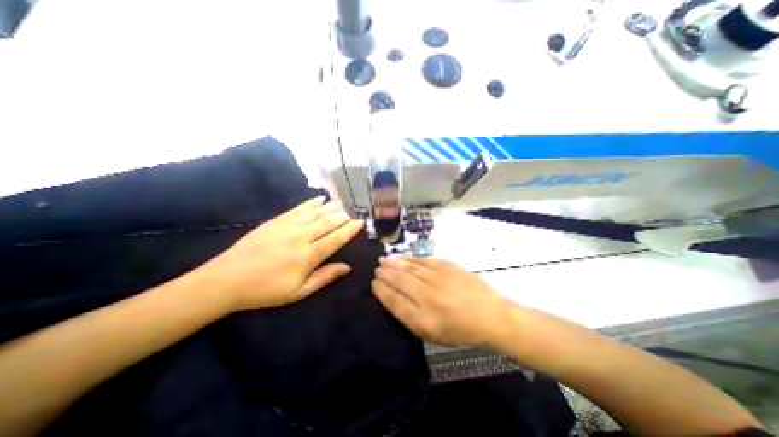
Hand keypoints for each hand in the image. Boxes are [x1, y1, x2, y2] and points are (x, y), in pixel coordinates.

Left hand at [194, 197, 364, 312]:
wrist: (226, 280)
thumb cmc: (265, 290)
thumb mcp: (298, 292)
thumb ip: (324, 277)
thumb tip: (346, 267)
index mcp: (308, 256)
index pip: (336, 238)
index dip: (350, 230)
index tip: (361, 222)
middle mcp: (301, 236)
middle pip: (328, 222)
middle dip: (344, 216)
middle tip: (354, 212)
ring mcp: (287, 225)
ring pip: (316, 212)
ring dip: (332, 207)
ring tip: (343, 204)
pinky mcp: (276, 220)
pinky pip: (299, 208)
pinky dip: (312, 202)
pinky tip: (321, 199)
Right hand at [375, 256, 515, 343]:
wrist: (490, 315)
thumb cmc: (459, 329)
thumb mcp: (431, 333)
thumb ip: (409, 316)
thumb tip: (391, 296)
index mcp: (423, 318)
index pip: (394, 301)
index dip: (381, 290)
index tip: (373, 283)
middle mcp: (428, 296)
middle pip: (399, 281)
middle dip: (385, 273)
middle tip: (377, 268)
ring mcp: (438, 278)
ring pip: (410, 268)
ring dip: (394, 263)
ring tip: (384, 260)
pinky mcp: (447, 266)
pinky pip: (423, 260)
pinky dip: (411, 259)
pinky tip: (403, 258)